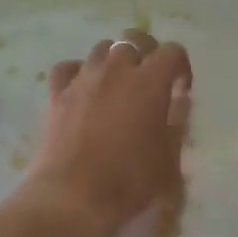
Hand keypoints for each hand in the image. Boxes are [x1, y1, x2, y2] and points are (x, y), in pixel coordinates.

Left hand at [22, 28, 191, 236]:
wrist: (73, 197)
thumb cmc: (129, 180)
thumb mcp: (169, 157)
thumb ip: (176, 121)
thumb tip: (177, 100)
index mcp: (150, 81)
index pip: (173, 51)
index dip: (180, 67)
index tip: (180, 90)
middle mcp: (117, 69)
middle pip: (134, 39)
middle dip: (147, 53)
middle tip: (149, 81)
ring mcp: (84, 78)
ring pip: (101, 49)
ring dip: (113, 61)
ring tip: (116, 85)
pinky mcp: (57, 93)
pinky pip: (69, 67)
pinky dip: (78, 73)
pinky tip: (82, 90)